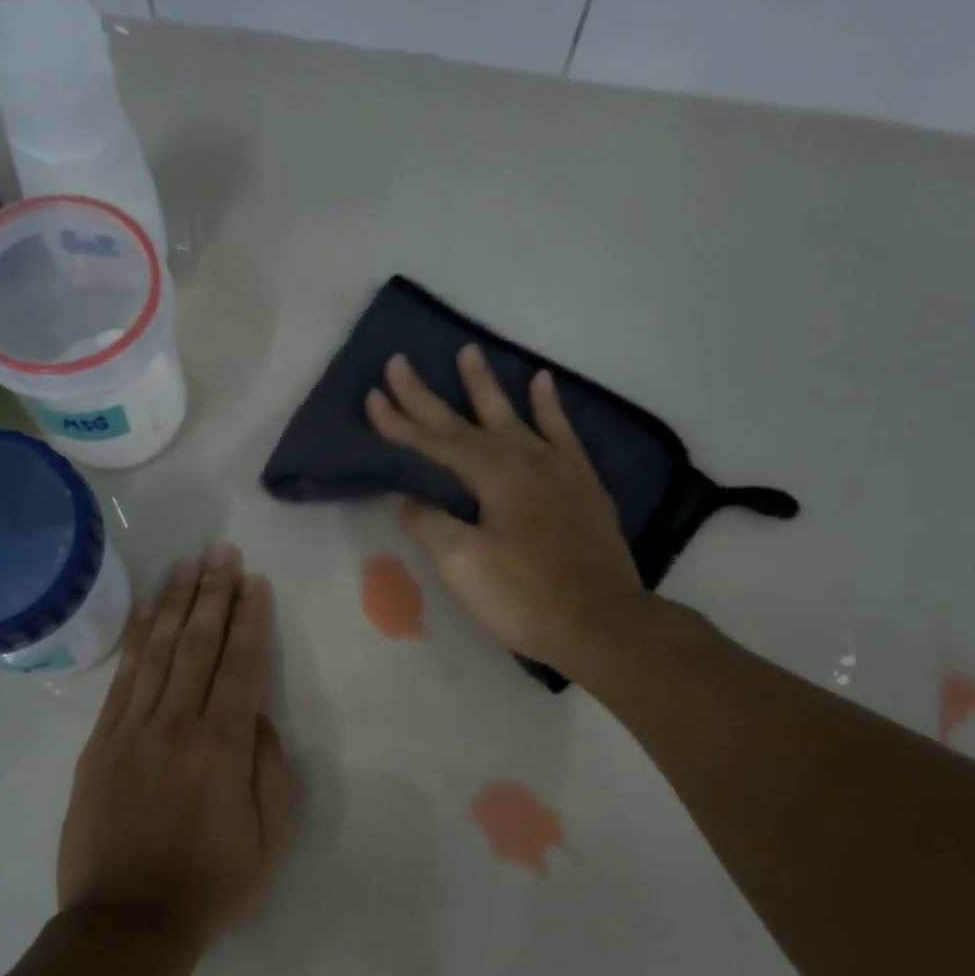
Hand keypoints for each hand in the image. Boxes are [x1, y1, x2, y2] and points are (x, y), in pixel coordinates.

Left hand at [57, 544, 296, 949]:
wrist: (126, 922)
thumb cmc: (210, 884)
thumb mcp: (269, 837)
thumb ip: (271, 770)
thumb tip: (258, 718)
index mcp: (224, 747)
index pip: (241, 666)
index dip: (250, 620)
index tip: (254, 582)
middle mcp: (178, 725)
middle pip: (198, 645)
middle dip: (214, 594)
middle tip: (223, 553)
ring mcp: (132, 730)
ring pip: (159, 651)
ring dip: (175, 604)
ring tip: (188, 565)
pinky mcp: (100, 743)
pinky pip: (122, 678)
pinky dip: (136, 638)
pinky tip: (146, 611)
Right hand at [366, 345, 645, 672]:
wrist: (601, 623)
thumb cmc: (525, 598)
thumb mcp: (465, 566)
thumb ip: (432, 524)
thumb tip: (403, 497)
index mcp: (492, 479)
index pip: (436, 444)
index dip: (401, 424)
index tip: (373, 396)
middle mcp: (525, 461)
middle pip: (468, 423)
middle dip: (429, 397)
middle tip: (401, 362)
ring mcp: (559, 470)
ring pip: (516, 418)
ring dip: (487, 388)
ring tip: (470, 352)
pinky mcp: (584, 486)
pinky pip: (564, 434)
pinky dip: (551, 408)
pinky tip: (543, 383)